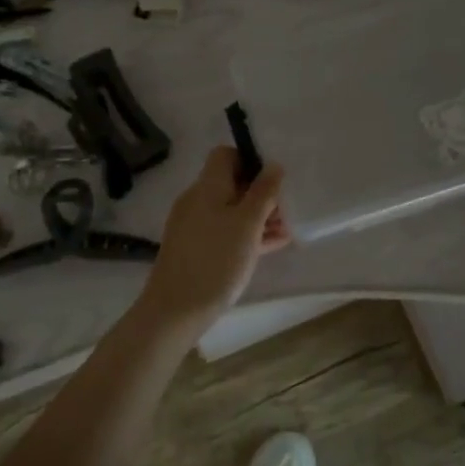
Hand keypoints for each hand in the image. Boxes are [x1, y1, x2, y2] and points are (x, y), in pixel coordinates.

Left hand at [136, 147, 287, 334]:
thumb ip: (263, 193)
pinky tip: (272, 246)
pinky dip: (246, 234)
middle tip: (288, 208)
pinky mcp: (195, 249)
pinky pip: (225, 231)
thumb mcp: (247, 224)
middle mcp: (197, 200)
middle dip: (261, 193)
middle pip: (231, 184)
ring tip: (287, 230)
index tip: (274, 179)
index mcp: (207, 186)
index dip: (251, 160)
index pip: (225, 155)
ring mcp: (194, 226)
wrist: (175, 310)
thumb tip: (273, 165)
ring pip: (231, 210)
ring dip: (258, 216)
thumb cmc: (216, 261)